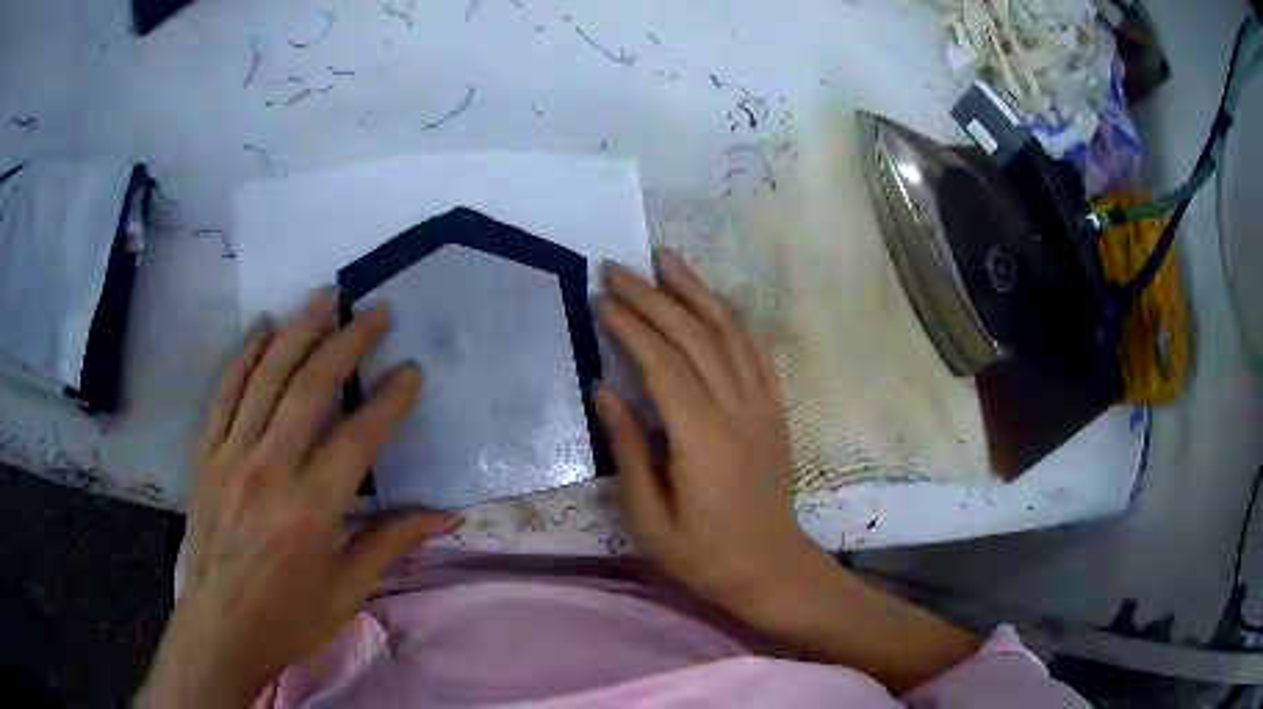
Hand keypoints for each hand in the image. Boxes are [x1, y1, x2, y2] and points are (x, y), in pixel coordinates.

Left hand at [138, 291, 460, 708]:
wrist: (221, 627)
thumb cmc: (289, 618)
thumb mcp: (348, 592)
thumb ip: (391, 542)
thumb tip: (446, 516)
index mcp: (311, 510)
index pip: (359, 438)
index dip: (389, 400)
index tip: (412, 370)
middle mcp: (270, 470)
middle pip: (310, 388)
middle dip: (347, 342)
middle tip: (374, 312)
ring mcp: (232, 456)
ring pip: (266, 377)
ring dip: (298, 331)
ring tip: (325, 297)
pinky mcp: (206, 455)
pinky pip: (225, 393)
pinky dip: (245, 356)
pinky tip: (264, 328)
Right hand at [597, 251, 978, 691]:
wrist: (770, 567)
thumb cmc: (703, 554)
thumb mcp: (649, 517)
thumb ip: (626, 447)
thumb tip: (604, 388)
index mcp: (701, 438)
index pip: (663, 363)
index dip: (631, 326)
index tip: (601, 298)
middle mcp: (737, 410)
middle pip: (694, 336)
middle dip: (653, 296)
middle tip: (617, 268)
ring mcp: (762, 405)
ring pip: (729, 332)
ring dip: (696, 291)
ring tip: (666, 259)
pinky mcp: (775, 410)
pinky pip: (757, 352)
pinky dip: (733, 319)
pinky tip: (713, 300)